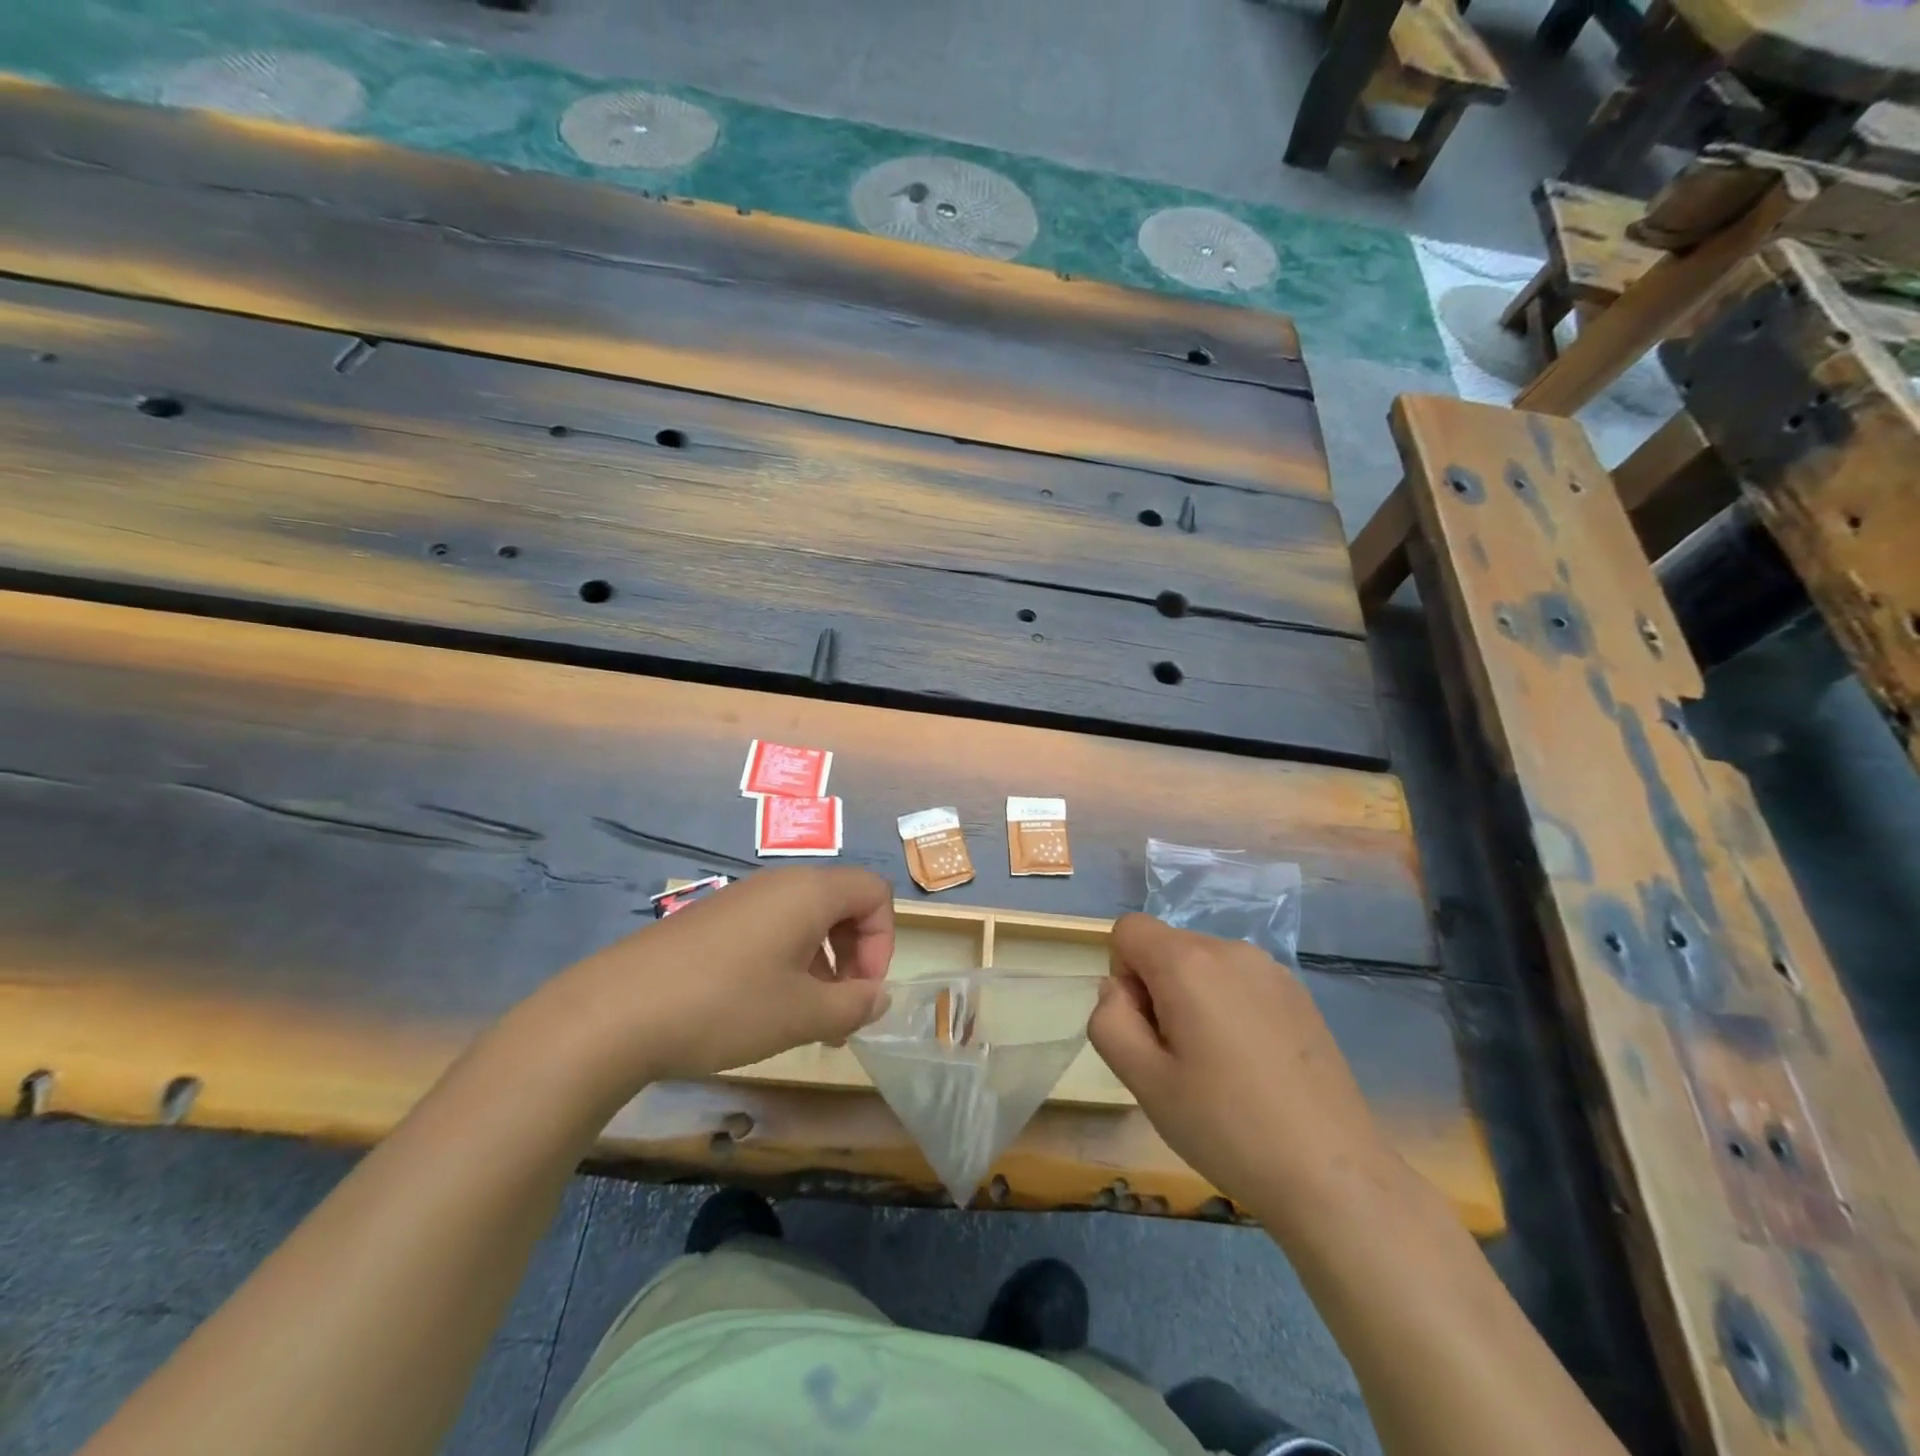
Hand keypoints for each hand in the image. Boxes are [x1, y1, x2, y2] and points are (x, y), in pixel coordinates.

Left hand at [541, 867, 894, 1092]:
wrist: (616, 1011)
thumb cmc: (726, 1005)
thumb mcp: (801, 1014)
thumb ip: (853, 1005)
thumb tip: (879, 997)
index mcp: (809, 892)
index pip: (874, 892)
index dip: (883, 941)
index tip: (862, 991)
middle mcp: (779, 883)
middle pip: (842, 904)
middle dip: (853, 956)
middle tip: (839, 1011)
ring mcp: (742, 898)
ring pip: (804, 920)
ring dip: (820, 965)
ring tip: (803, 1019)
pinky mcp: (712, 919)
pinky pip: (769, 929)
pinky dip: (785, 962)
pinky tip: (760, 1008)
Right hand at [1089, 913, 1393, 1221]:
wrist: (1333, 1175)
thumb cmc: (1225, 1127)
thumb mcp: (1144, 1082)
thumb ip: (1110, 1021)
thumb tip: (1118, 990)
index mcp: (1188, 963)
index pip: (1128, 929)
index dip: (1122, 974)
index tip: (1145, 1029)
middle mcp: (1231, 950)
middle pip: (1167, 947)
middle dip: (1157, 990)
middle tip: (1178, 1060)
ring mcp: (1272, 970)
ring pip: (1203, 965)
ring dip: (1192, 1000)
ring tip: (1217, 1067)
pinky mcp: (1299, 995)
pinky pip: (1239, 982)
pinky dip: (1228, 1008)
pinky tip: (1252, 1067)